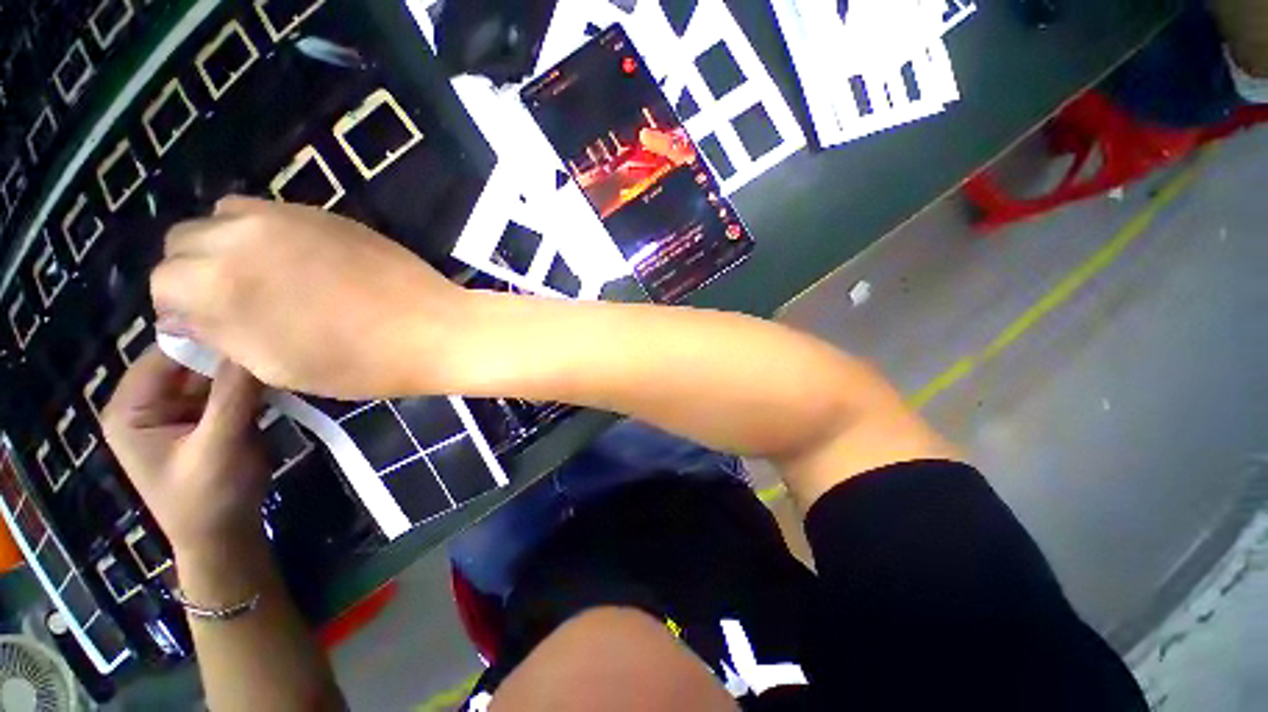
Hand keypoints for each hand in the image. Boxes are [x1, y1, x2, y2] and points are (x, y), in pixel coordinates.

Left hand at [101, 348, 269, 554]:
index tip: (254, 325)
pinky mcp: (207, 418)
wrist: (224, 538)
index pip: (166, 354)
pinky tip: (277, 376)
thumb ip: (234, 396)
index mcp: (131, 408)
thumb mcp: (219, 447)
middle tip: (275, 339)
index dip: (207, 338)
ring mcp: (180, 411)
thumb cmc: (208, 500)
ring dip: (245, 368)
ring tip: (281, 354)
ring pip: (214, 374)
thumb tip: (256, 341)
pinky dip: (252, 384)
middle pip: (191, 361)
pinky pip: (229, 389)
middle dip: (230, 353)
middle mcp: (150, 402)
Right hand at [151, 196, 465, 398]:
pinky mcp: (325, 213)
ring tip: (264, 276)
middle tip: (234, 299)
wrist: (434, 329)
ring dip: (227, 243)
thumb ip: (221, 332)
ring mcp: (286, 216)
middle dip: (195, 270)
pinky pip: (272, 212)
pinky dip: (266, 232)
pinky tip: (299, 260)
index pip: (163, 283)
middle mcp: (240, 236)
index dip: (180, 308)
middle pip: (185, 241)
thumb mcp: (273, 365)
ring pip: (224, 216)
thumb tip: (189, 314)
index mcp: (217, 283)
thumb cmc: (358, 362)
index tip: (208, 325)